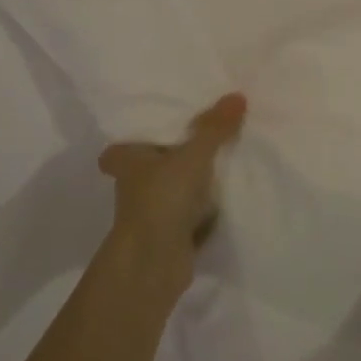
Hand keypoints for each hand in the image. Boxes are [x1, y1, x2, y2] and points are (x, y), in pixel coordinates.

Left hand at [99, 93, 246, 289]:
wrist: (154, 265)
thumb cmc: (161, 199)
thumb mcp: (192, 156)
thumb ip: (214, 128)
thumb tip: (238, 95)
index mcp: (127, 161)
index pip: (122, 145)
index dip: (136, 137)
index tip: (161, 124)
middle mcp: (134, 185)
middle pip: (154, 164)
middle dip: (174, 155)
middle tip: (207, 132)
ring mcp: (152, 211)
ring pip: (175, 187)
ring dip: (193, 180)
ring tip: (227, 156)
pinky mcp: (171, 233)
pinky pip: (192, 211)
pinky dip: (206, 206)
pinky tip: (230, 192)